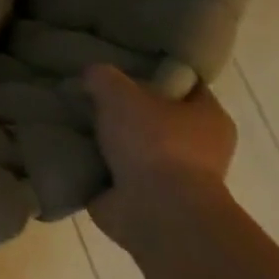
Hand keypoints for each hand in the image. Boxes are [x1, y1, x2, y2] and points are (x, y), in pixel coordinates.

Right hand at [83, 63, 236, 252]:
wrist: (156, 212)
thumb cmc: (153, 143)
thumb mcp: (120, 93)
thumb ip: (103, 77)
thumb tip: (92, 75)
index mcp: (208, 116)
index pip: (183, 84)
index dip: (153, 72)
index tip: (120, 66)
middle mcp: (199, 147)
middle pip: (155, 116)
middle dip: (123, 109)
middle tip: (88, 95)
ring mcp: (173, 177)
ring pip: (134, 146)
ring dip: (107, 140)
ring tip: (72, 122)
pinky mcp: (148, 200)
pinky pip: (116, 174)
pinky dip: (96, 166)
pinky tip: (70, 150)